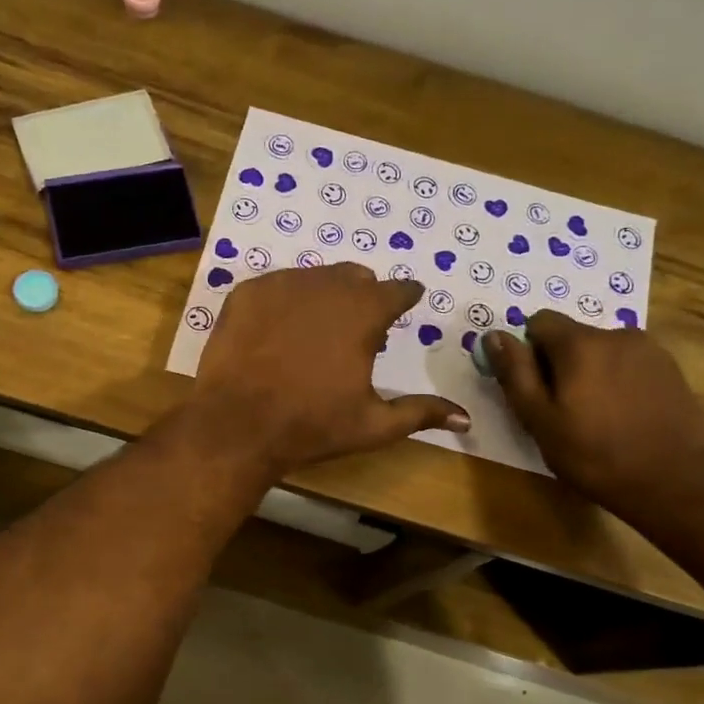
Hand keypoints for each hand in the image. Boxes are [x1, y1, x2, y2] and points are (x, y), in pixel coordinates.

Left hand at [187, 264, 469, 475]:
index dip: (405, 299)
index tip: (406, 305)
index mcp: (364, 311)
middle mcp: (326, 285)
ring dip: (324, 297)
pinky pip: (277, 286)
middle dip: (363, 298)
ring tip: (314, 334)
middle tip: (356, 332)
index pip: (398, 290)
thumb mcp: (373, 425)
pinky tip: (277, 333)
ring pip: (315, 278)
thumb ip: (421, 413)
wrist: (237, 425)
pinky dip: (285, 303)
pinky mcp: (246, 293)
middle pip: (356, 279)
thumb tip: (466, 419)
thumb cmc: (312, 425)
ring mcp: (281, 284)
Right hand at [486, 311, 703, 516]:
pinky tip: (623, 417)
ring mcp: (650, 350)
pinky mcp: (671, 369)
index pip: (540, 321)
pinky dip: (617, 382)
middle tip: (562, 411)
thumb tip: (493, 336)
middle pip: (572, 336)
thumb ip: (515, 373)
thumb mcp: (539, 419)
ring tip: (595, 417)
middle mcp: (617, 334)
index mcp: (580, 344)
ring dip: (590, 373)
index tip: (534, 388)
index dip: (529, 351)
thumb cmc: (594, 454)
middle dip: (559, 364)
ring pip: (602, 351)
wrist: (675, 482)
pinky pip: (629, 364)